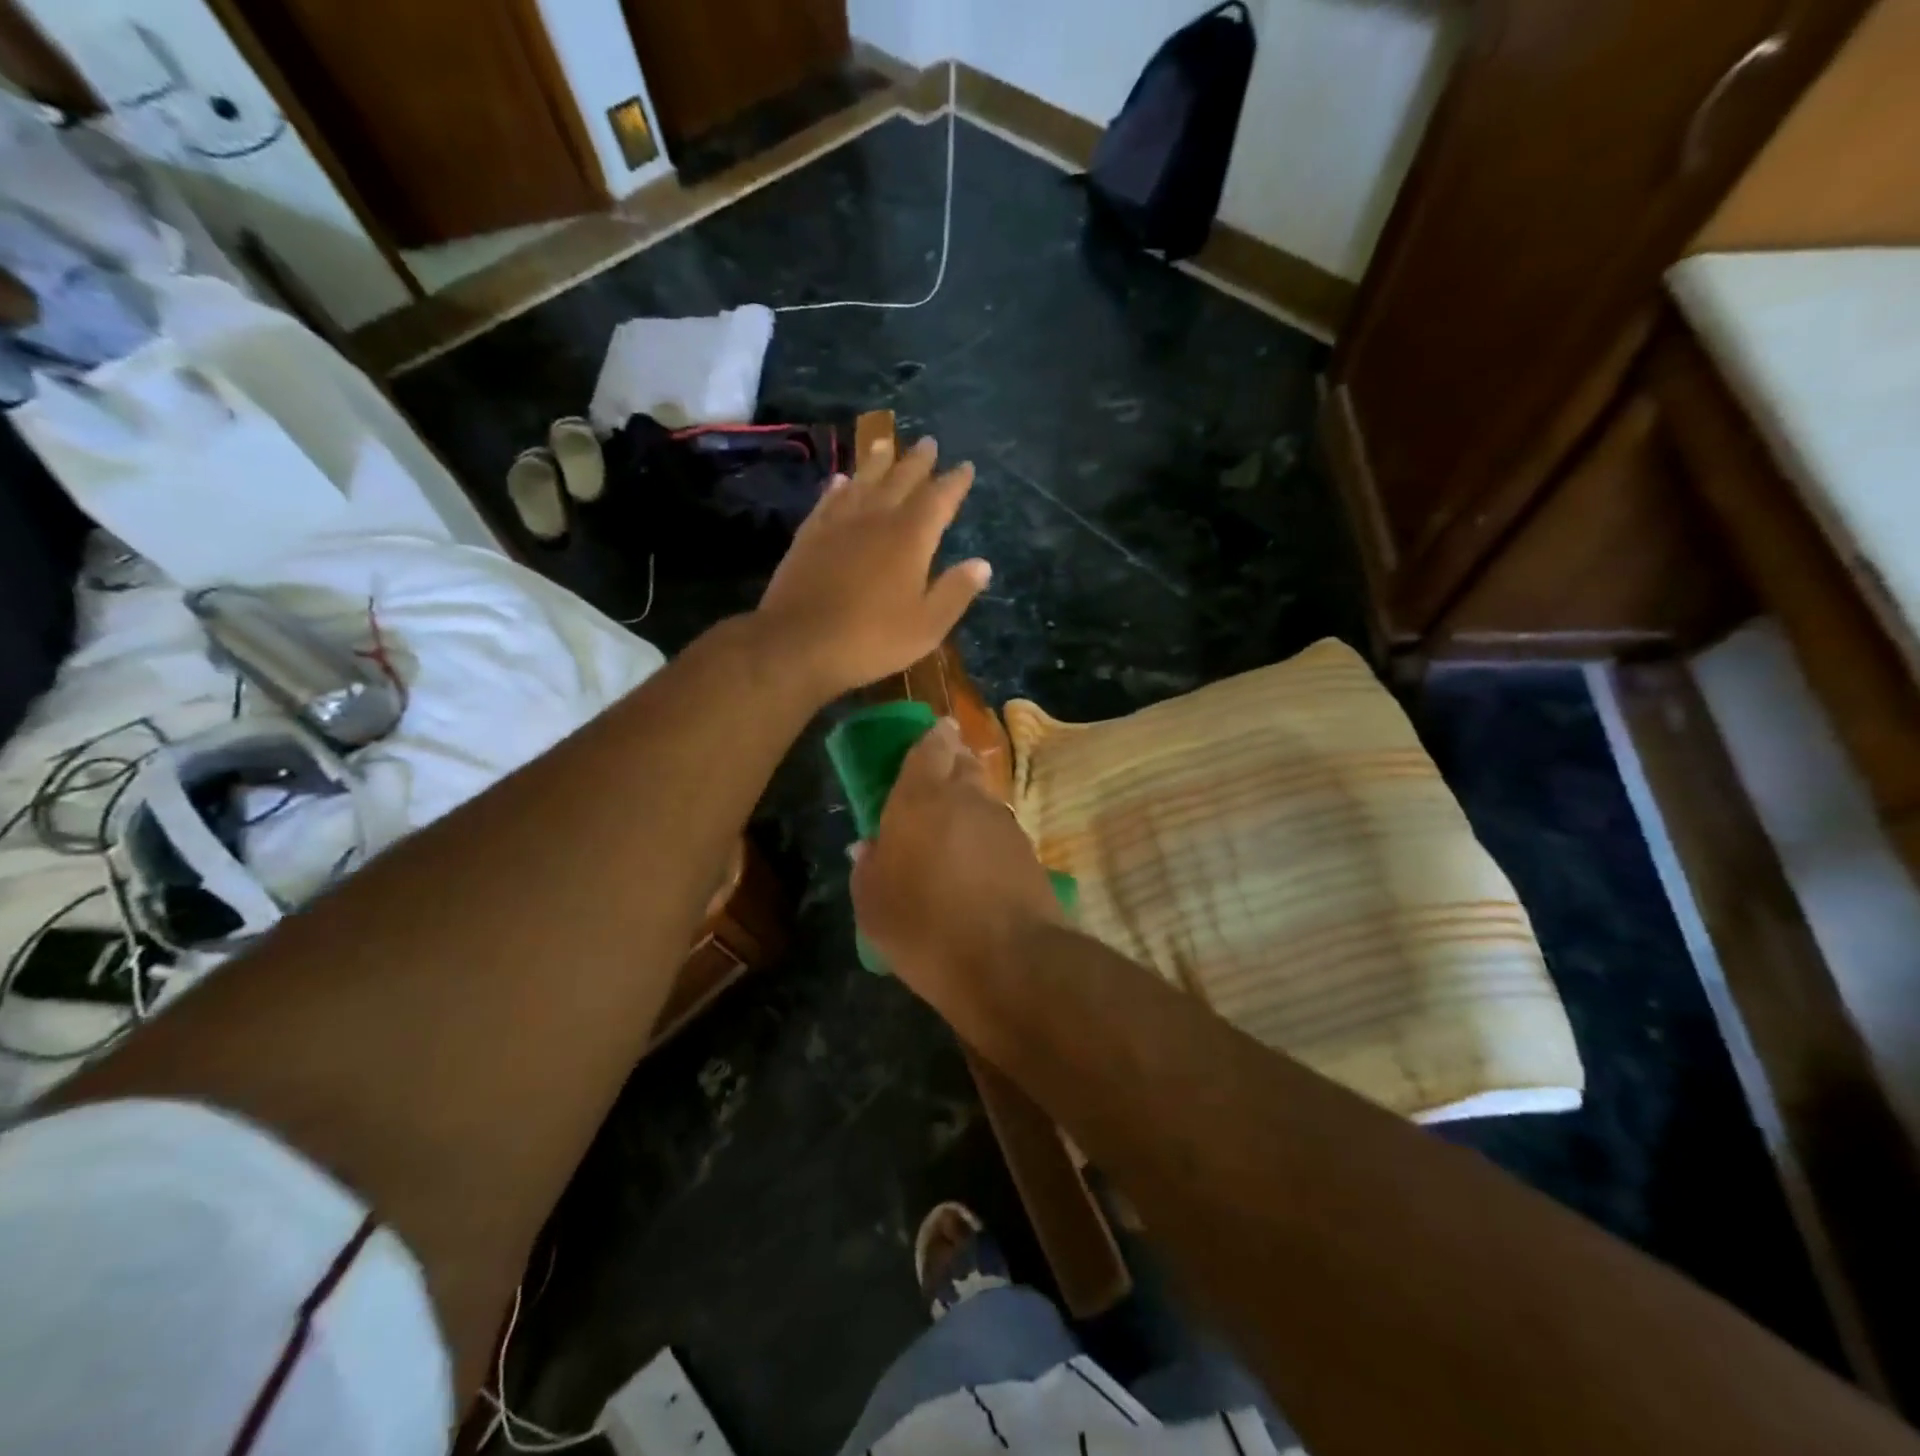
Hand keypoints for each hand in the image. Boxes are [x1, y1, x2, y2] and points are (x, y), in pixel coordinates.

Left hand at [756, 436, 989, 700]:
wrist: (798, 643)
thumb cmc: (872, 638)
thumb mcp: (927, 626)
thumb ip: (955, 592)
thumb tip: (983, 564)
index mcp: (911, 537)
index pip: (939, 499)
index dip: (955, 482)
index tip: (966, 467)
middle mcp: (876, 518)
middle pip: (901, 479)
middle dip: (918, 461)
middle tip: (929, 442)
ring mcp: (838, 523)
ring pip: (862, 481)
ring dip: (877, 461)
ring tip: (886, 443)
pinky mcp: (809, 535)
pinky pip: (828, 500)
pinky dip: (839, 486)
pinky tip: (840, 480)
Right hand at [850, 718, 1063, 1014]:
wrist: (1010, 962)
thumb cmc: (925, 927)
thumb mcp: (874, 906)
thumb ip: (868, 869)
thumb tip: (869, 848)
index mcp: (921, 798)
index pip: (930, 748)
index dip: (932, 739)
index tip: (933, 734)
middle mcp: (967, 798)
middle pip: (963, 764)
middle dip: (952, 764)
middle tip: (936, 782)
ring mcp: (1005, 824)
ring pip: (985, 799)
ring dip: (970, 806)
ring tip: (954, 833)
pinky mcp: (1030, 853)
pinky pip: (1001, 832)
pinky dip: (988, 840)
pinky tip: (978, 867)